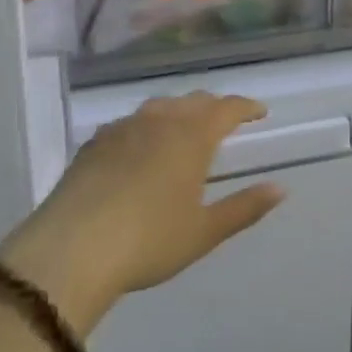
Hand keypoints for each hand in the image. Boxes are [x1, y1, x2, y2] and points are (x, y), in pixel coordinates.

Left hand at [0, 93, 282, 336]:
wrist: (70, 250)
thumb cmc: (148, 241)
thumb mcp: (204, 231)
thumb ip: (244, 207)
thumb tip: (280, 189)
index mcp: (191, 137)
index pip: (226, 109)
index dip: (246, 107)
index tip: (259, 112)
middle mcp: (159, 121)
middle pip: (193, 101)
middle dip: (214, 107)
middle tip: (226, 120)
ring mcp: (122, 129)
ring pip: (159, 107)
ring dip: (179, 111)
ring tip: (185, 128)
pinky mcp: (93, 144)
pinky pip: (130, 123)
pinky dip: (147, 126)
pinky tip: (141, 146)